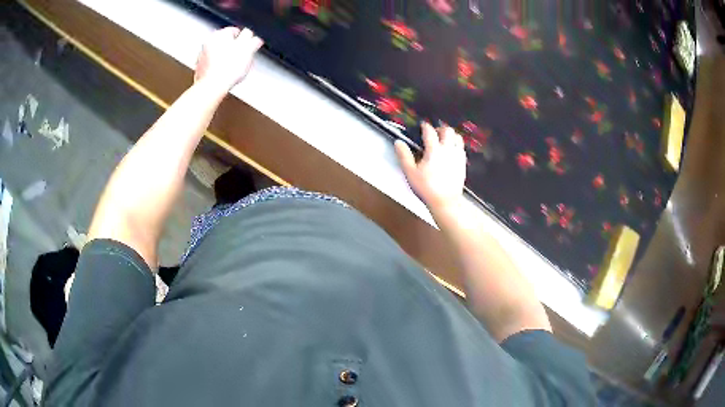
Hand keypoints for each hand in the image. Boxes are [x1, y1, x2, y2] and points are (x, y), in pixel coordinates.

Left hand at [194, 27, 263, 93]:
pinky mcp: (200, 67)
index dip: (245, 40)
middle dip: (234, 49)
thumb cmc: (228, 68)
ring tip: (232, 68)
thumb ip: (254, 41)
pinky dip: (218, 67)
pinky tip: (224, 73)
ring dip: (226, 58)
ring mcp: (203, 55)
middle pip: (226, 42)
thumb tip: (256, 38)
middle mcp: (209, 42)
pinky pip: (212, 64)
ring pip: (219, 53)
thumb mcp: (249, 50)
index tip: (248, 48)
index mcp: (221, 33)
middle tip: (241, 59)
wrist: (212, 87)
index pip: (237, 30)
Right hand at [395, 122, 466, 211]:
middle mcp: (447, 149)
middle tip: (433, 133)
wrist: (445, 202)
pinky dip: (456, 145)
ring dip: (450, 135)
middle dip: (440, 129)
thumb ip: (404, 155)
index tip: (422, 126)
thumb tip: (399, 142)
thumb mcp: (410, 172)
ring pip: (457, 137)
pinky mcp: (463, 163)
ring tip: (443, 140)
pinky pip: (461, 148)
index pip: (430, 131)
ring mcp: (457, 156)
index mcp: (434, 150)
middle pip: (447, 130)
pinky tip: (451, 151)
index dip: (425, 126)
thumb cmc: (426, 188)